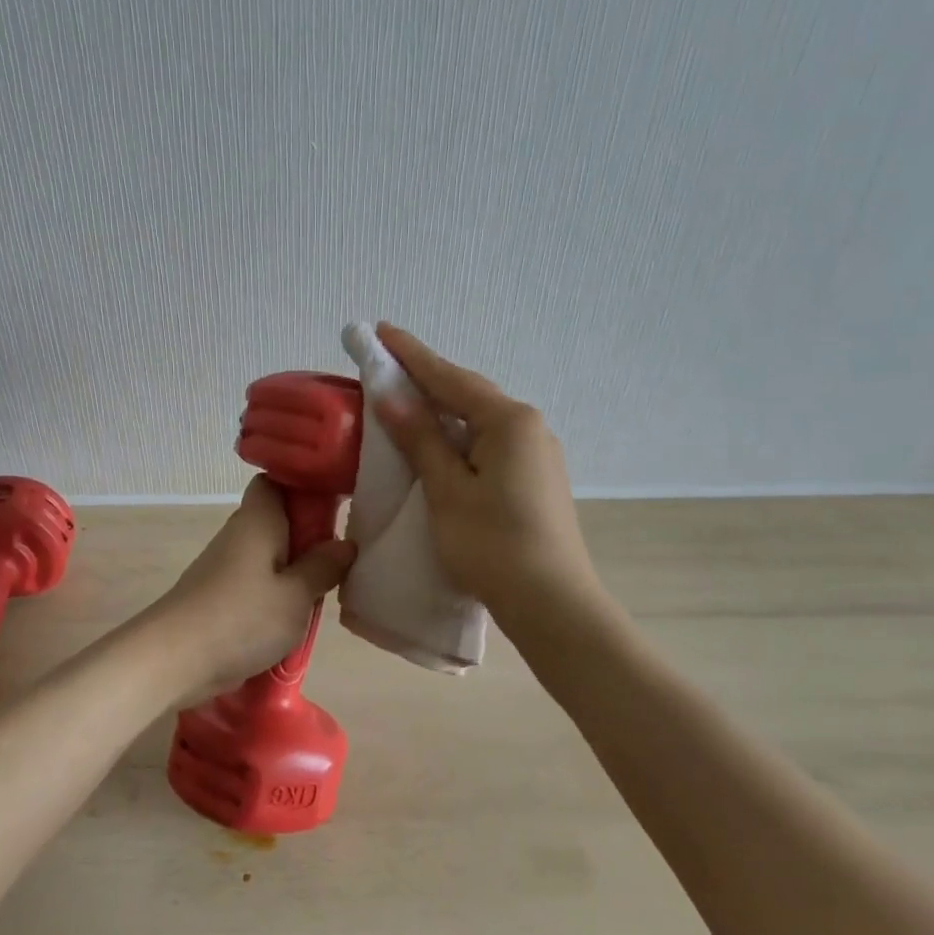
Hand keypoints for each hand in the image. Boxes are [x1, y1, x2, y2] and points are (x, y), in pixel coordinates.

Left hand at [147, 477, 355, 702]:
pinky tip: (293, 617)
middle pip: (277, 520)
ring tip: (323, 592)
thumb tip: (344, 544)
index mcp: (258, 519)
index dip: (304, 486)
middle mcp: (239, 533)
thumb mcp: (297, 595)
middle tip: (340, 558)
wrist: (174, 658)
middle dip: (308, 536)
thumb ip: (323, 567)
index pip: (276, 480)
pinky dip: (275, 593)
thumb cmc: (242, 617)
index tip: (335, 504)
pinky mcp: (218, 594)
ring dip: (294, 570)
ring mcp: (225, 565)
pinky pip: (256, 582)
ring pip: (268, 554)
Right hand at [372, 324, 597, 615]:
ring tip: (409, 401)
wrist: (552, 604)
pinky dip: (460, 436)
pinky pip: (490, 443)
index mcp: (508, 421)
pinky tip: (442, 445)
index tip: (381, 330)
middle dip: (428, 378)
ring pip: (480, 420)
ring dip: (444, 409)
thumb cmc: (492, 545)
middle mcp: (529, 427)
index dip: (411, 355)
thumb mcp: (447, 489)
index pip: (449, 378)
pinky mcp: (536, 479)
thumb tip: (391, 396)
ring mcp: (538, 453)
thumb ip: (421, 439)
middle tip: (388, 364)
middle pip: (469, 393)